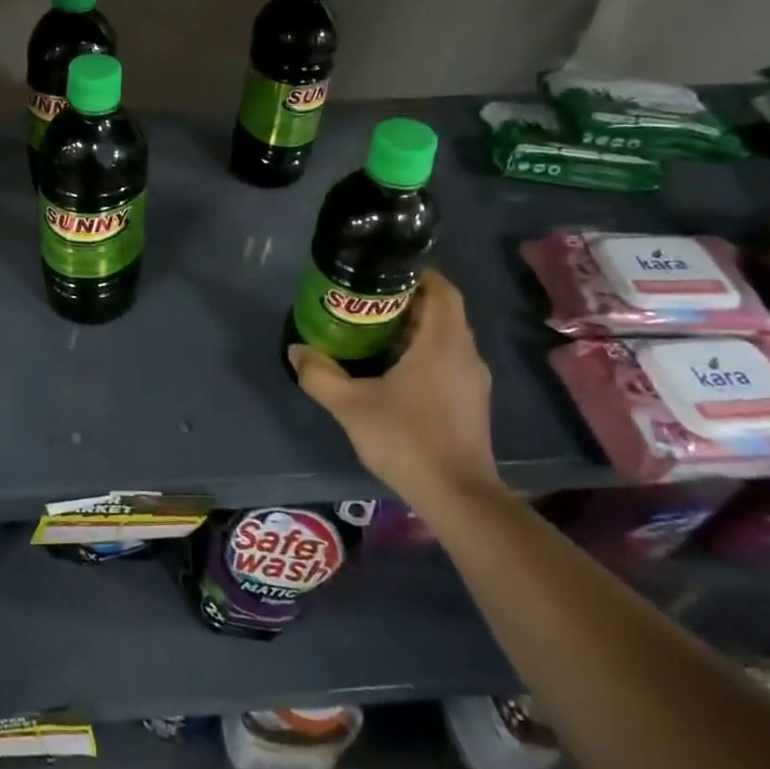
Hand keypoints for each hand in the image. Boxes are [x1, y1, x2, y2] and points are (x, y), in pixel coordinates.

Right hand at [288, 269, 500, 506]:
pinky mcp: (471, 402)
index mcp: (442, 342)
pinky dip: (422, 353)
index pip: (441, 289)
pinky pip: (447, 360)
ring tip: (371, 332)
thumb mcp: (351, 406)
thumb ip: (319, 375)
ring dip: (413, 329)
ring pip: (445, 337)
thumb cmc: (407, 439)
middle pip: (441, 311)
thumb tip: (297, 350)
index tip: (382, 273)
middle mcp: (465, 353)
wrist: (457, 496)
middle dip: (406, 301)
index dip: (416, 274)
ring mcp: (472, 380)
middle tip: (365, 302)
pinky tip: (391, 369)